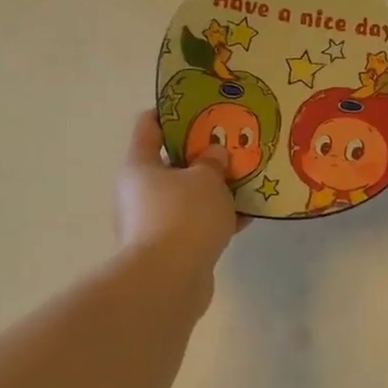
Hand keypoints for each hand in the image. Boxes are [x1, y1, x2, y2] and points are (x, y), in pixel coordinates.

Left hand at [114, 112, 242, 299]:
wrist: (168, 281)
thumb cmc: (183, 216)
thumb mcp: (206, 179)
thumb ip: (213, 162)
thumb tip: (213, 154)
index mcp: (140, 166)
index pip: (148, 126)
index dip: (171, 112)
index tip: (199, 106)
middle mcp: (139, 193)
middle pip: (171, 164)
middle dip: (202, 156)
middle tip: (232, 146)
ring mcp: (153, 223)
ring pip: (187, 197)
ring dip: (214, 190)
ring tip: (247, 181)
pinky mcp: (170, 249)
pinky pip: (196, 224)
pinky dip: (218, 219)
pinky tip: (247, 216)